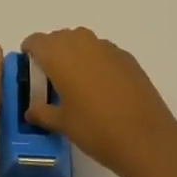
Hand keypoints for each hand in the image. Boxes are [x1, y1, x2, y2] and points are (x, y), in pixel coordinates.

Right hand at [21, 27, 176, 176]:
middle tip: (52, 80)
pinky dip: (96, 62)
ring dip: (75, 55)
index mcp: (58, 55)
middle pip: (59, 38)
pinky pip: (103, 52)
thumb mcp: (62, 124)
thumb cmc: (95, 129)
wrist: (145, 138)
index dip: (30, 53)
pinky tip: (103, 88)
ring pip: (82, 42)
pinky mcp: (127, 57)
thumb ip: (42, 112)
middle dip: (52, 53)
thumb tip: (31, 110)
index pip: (36, 41)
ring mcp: (106, 47)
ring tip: (78, 83)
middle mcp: (81, 43)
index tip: (31, 70)